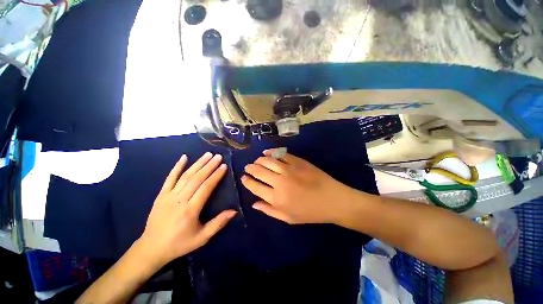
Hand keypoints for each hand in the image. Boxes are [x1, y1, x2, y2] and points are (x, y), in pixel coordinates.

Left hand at [138, 153, 236, 267]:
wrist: (152, 248)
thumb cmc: (180, 243)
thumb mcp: (202, 238)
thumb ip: (218, 223)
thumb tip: (234, 211)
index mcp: (190, 210)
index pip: (206, 187)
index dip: (216, 176)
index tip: (224, 166)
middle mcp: (180, 200)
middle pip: (197, 179)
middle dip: (209, 166)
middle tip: (218, 156)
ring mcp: (169, 196)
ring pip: (186, 176)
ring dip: (197, 164)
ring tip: (207, 154)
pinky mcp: (161, 195)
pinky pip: (169, 178)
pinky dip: (177, 167)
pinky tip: (183, 157)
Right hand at [241, 150, 354, 223]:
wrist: (332, 200)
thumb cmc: (310, 212)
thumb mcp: (288, 218)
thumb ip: (269, 210)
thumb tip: (254, 203)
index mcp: (276, 198)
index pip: (254, 187)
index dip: (247, 181)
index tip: (243, 178)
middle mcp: (279, 182)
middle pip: (258, 171)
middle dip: (250, 168)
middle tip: (248, 168)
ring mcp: (288, 169)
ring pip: (267, 161)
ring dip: (259, 160)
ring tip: (256, 161)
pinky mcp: (297, 161)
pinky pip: (280, 154)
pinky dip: (271, 152)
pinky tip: (267, 152)